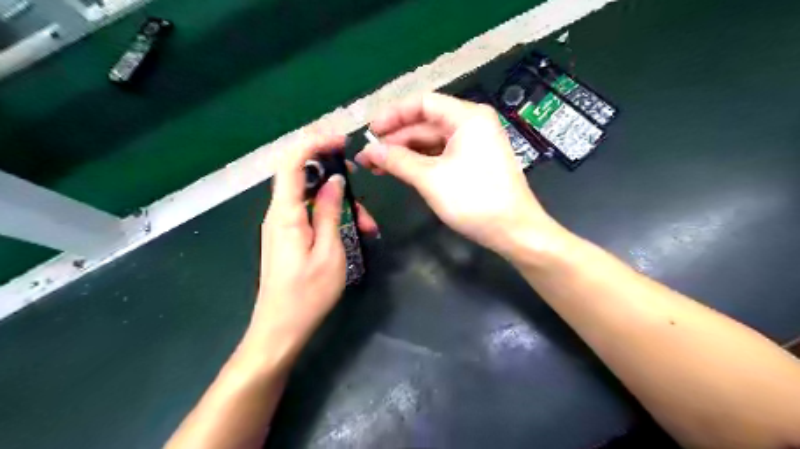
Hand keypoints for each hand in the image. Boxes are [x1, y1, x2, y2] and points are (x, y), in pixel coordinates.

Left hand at [247, 131, 377, 357]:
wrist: (281, 328)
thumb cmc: (307, 294)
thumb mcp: (329, 251)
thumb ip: (329, 211)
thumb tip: (334, 180)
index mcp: (285, 213)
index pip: (292, 162)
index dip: (314, 143)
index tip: (341, 140)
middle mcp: (278, 212)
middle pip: (302, 174)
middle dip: (332, 172)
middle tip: (360, 180)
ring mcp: (282, 224)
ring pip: (311, 196)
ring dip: (339, 200)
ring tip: (367, 224)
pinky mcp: (288, 235)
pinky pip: (310, 212)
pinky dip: (331, 214)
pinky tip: (353, 229)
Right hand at [356, 91, 557, 254]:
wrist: (513, 231)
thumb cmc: (474, 200)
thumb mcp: (431, 178)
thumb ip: (398, 161)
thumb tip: (368, 151)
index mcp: (467, 117)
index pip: (423, 104)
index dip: (393, 115)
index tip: (370, 132)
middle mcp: (471, 124)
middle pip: (425, 123)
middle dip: (396, 139)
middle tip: (368, 157)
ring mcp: (473, 144)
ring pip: (431, 142)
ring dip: (405, 153)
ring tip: (378, 167)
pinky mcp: (473, 162)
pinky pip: (441, 155)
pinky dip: (420, 163)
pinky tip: (401, 172)